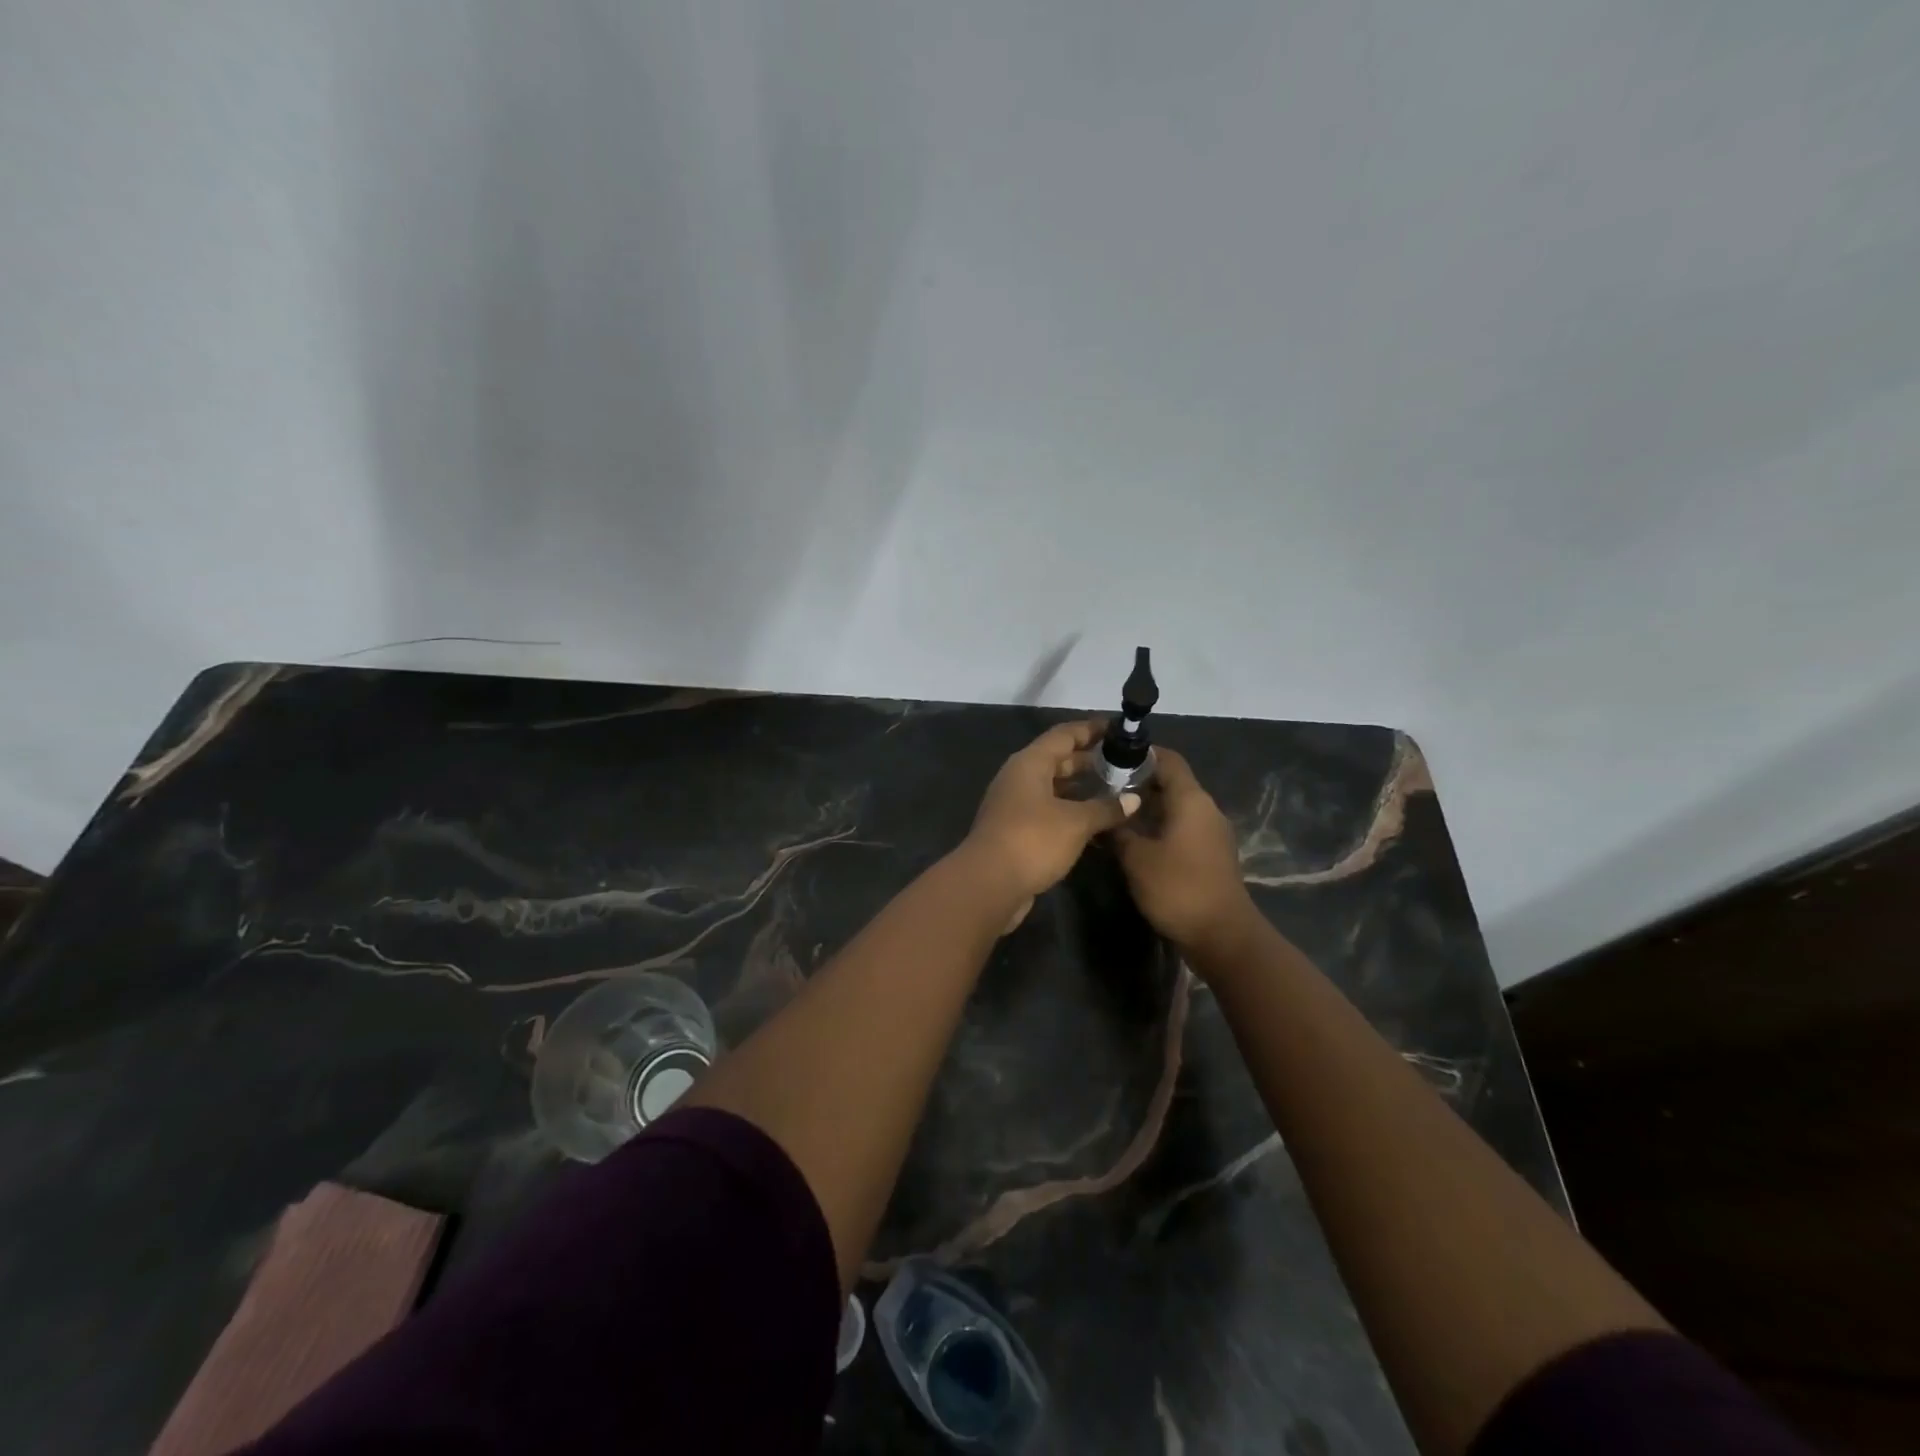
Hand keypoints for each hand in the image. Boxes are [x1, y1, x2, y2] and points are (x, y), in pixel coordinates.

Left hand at [962, 720, 1139, 930]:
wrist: (989, 884)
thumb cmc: (1032, 840)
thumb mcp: (1076, 822)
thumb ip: (1105, 808)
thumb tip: (1133, 799)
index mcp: (1030, 763)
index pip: (1064, 734)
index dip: (1091, 729)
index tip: (1118, 729)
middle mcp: (1019, 778)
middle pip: (1058, 760)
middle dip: (1089, 761)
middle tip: (1124, 764)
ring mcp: (1015, 805)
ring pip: (1054, 789)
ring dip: (1081, 790)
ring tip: (1116, 793)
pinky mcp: (1016, 831)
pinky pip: (1049, 812)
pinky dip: (1071, 813)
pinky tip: (1096, 824)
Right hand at [1112, 748, 1255, 953]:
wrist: (1222, 936)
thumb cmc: (1178, 888)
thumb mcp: (1136, 858)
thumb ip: (1118, 831)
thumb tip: (1104, 816)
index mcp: (1191, 800)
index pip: (1168, 759)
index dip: (1140, 754)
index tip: (1109, 757)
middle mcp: (1205, 809)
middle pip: (1171, 782)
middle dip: (1138, 781)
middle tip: (1102, 786)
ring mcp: (1211, 833)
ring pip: (1175, 806)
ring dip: (1147, 806)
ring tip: (1113, 812)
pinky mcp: (1210, 854)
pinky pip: (1182, 828)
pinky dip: (1159, 826)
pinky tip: (1134, 839)